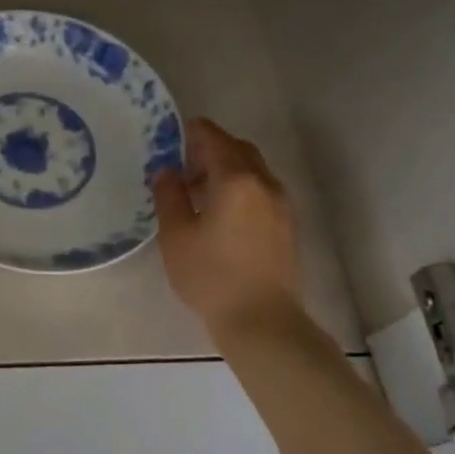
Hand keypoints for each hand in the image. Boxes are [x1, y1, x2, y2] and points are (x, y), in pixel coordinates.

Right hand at [152, 118, 305, 334]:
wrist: (262, 321)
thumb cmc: (211, 276)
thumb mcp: (176, 234)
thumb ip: (169, 195)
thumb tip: (166, 171)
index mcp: (236, 179)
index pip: (214, 138)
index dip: (191, 132)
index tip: (171, 140)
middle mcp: (265, 184)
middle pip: (238, 149)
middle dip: (211, 150)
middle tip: (183, 167)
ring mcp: (282, 205)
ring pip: (253, 171)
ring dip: (227, 170)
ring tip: (199, 195)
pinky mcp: (288, 226)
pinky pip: (262, 191)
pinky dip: (241, 189)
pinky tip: (222, 216)